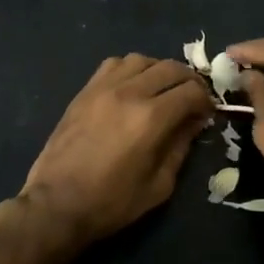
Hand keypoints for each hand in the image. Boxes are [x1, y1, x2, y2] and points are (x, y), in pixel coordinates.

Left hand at [14, 54, 214, 252]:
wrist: (56, 204)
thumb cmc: (111, 202)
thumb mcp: (159, 185)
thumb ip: (181, 147)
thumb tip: (194, 122)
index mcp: (151, 118)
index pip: (192, 91)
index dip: (206, 100)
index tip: (207, 114)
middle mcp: (130, 93)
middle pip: (171, 67)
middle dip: (190, 81)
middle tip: (192, 99)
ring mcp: (104, 87)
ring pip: (143, 59)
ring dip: (160, 71)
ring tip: (162, 90)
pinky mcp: (85, 90)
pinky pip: (114, 64)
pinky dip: (131, 69)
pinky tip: (132, 87)